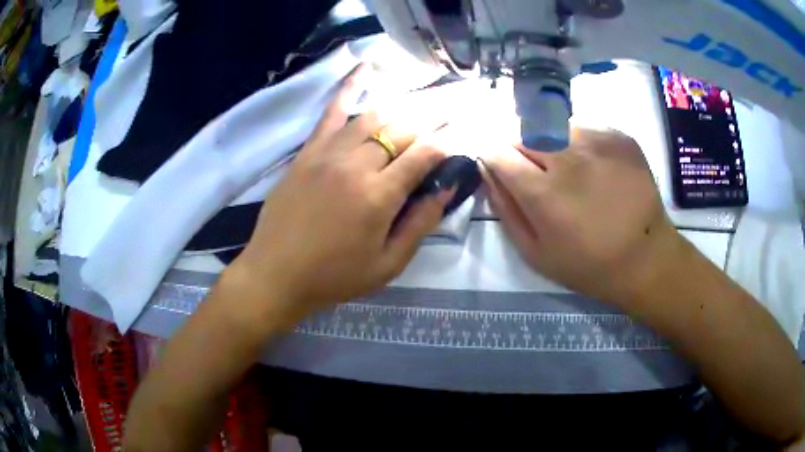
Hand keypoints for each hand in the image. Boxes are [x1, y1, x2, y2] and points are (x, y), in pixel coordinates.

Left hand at [227, 66, 454, 325]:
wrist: (276, 274)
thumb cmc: (334, 276)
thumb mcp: (387, 264)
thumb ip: (420, 223)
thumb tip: (448, 187)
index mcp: (378, 195)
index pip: (425, 154)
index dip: (449, 140)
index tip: (465, 131)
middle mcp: (356, 164)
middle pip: (402, 129)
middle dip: (433, 118)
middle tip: (453, 110)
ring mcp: (328, 153)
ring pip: (374, 116)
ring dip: (404, 107)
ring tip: (425, 101)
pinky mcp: (308, 151)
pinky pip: (331, 112)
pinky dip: (350, 88)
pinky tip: (365, 68)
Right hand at [482, 127, 681, 308]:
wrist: (645, 257)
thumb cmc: (587, 264)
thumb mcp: (535, 252)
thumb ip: (505, 208)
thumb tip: (486, 169)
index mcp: (544, 193)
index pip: (498, 151)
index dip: (492, 155)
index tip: (497, 164)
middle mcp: (568, 158)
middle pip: (522, 131)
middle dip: (516, 146)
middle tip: (533, 170)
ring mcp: (597, 142)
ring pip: (551, 124)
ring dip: (546, 141)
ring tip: (565, 167)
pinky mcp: (618, 136)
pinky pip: (582, 127)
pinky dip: (576, 141)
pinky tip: (591, 165)